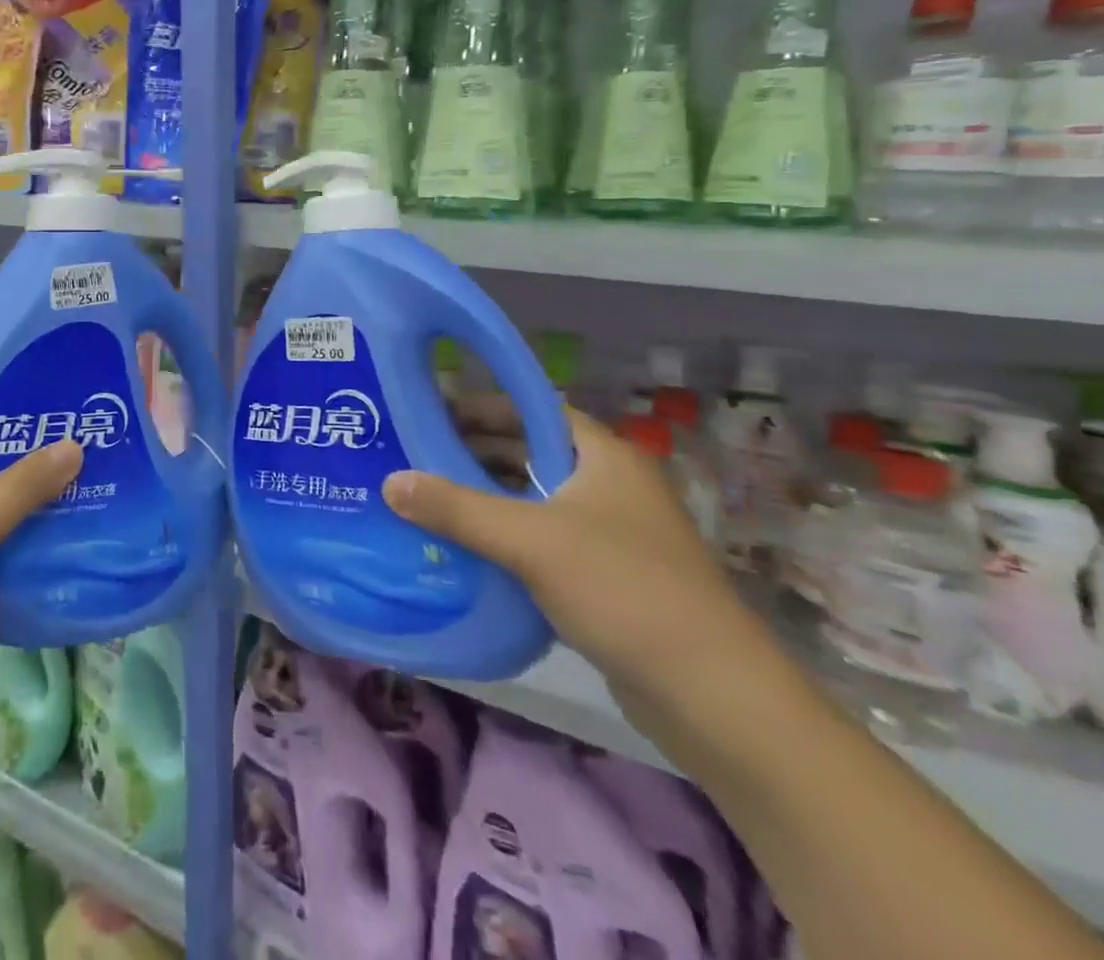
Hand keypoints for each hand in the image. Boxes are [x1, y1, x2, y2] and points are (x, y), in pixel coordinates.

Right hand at [382, 395, 759, 721]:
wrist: (714, 698)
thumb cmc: (623, 591)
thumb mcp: (531, 541)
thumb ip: (457, 508)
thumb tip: (389, 482)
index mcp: (602, 456)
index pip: (532, 408)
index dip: (481, 405)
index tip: (428, 411)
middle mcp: (608, 484)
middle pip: (529, 452)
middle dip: (473, 453)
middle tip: (413, 456)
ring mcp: (609, 532)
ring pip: (532, 499)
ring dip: (485, 498)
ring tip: (425, 499)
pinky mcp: (604, 576)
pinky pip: (541, 540)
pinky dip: (504, 538)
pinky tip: (462, 548)